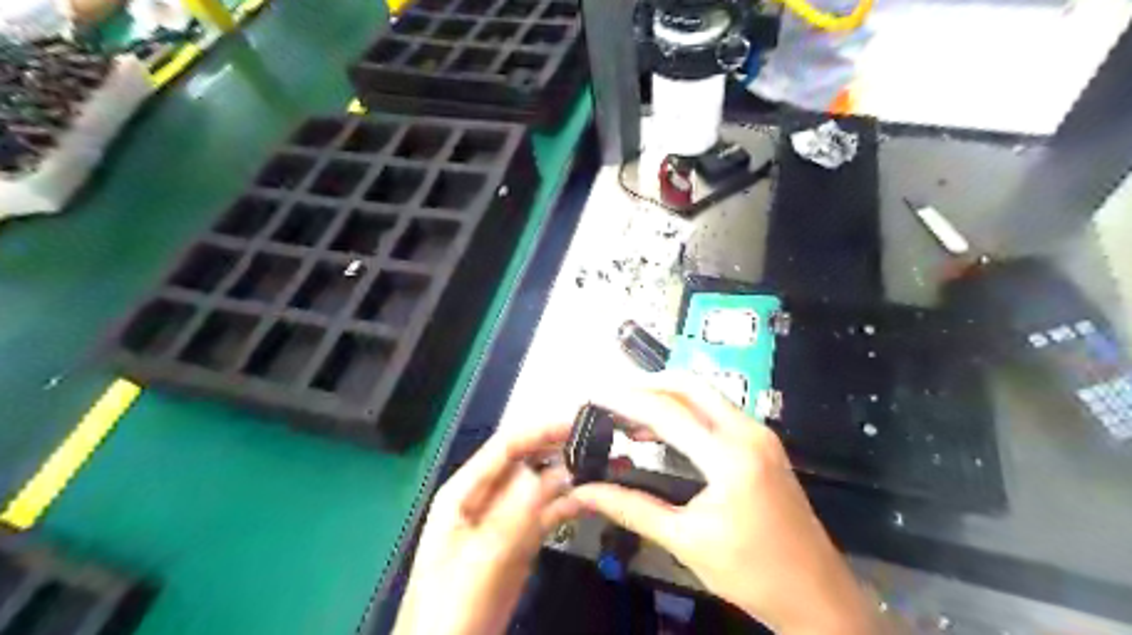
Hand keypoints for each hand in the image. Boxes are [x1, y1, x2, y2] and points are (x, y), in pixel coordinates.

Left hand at [394, 423, 578, 633]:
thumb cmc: (449, 608)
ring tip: (602, 466)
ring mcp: (505, 521)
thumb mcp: (479, 560)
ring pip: (539, 487)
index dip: (539, 432)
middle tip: (597, 444)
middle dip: (557, 450)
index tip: (575, 424)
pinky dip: (567, 505)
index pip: (504, 448)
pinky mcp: (520, 543)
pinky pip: (546, 515)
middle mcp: (485, 498)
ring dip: (567, 476)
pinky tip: (590, 498)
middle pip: (526, 462)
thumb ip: (512, 517)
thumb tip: (547, 472)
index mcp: (464, 492)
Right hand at [570, 378, 877, 633]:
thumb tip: (585, 492)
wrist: (817, 595)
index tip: (594, 394)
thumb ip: (633, 508)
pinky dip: (685, 410)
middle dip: (647, 384)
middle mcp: (748, 432)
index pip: (667, 412)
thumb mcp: (686, 541)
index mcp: (730, 457)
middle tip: (611, 396)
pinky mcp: (763, 443)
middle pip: (689, 385)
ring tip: (628, 412)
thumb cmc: (752, 573)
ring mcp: (760, 434)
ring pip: (705, 394)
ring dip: (666, 395)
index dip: (625, 400)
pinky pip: (717, 410)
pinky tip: (662, 430)